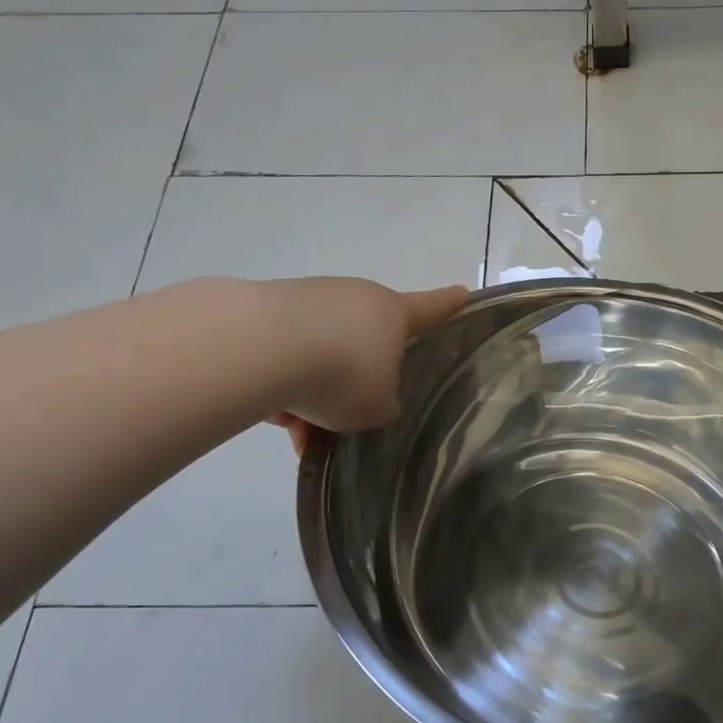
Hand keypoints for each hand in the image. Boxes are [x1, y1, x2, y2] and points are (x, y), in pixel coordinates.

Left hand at [271, 278, 467, 436]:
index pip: (432, 308)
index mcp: (393, 314)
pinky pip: (286, 354)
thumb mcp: (377, 408)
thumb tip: (364, 397)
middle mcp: (355, 297)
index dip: (449, 305)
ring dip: (314, 391)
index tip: (463, 293)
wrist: (258, 346)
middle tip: (343, 419)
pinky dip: (284, 383)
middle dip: (356, 380)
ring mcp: (310, 298)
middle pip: (366, 341)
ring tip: (298, 429)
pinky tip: (271, 412)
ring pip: (322, 353)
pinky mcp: (267, 308)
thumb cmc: (342, 374)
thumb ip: (382, 405)